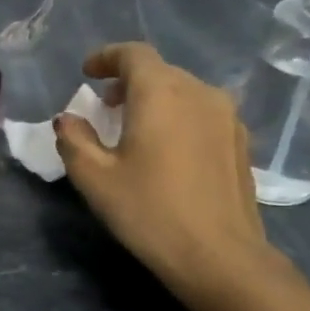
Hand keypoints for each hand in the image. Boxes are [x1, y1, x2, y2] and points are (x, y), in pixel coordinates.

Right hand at [55, 42, 272, 307]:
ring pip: (184, 92)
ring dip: (155, 100)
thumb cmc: (149, 211)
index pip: (133, 54)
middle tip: (104, 107)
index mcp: (160, 93)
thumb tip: (68, 120)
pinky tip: (166, 150)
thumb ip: (74, 139)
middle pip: (160, 72)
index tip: (87, 73)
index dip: (106, 58)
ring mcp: (227, 117)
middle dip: (128, 82)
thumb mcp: (94, 178)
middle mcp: (199, 93)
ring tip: (134, 128)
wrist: (220, 256)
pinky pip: (202, 113)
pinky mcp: (241, 142)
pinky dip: (178, 118)